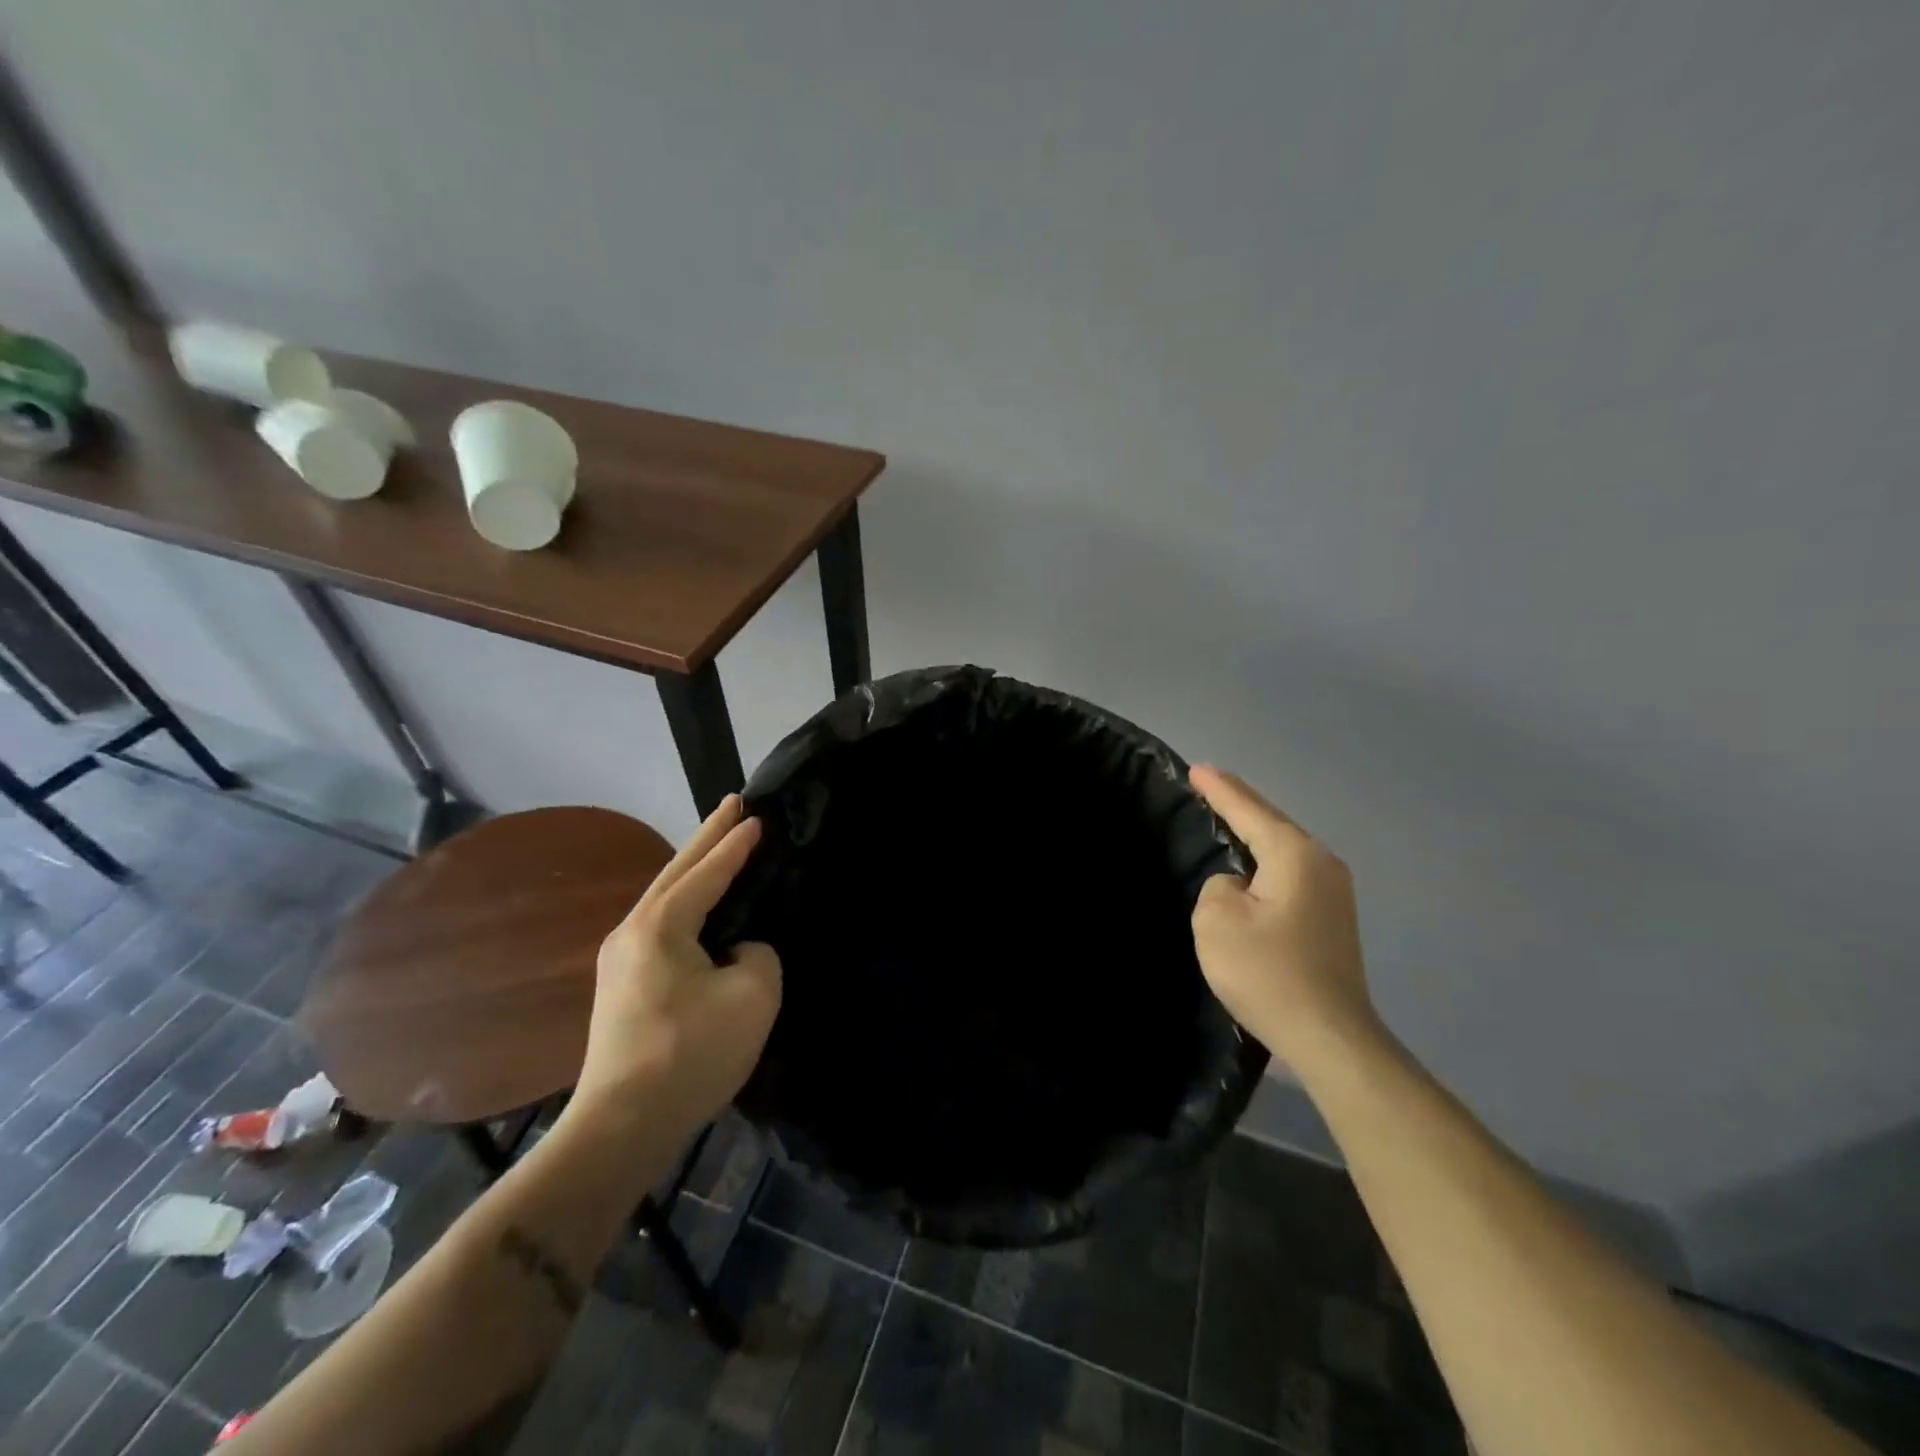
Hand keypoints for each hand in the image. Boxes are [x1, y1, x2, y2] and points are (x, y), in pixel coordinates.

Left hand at [570, 796, 780, 1134]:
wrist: (621, 1126)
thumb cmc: (691, 1054)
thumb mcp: (752, 996)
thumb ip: (757, 954)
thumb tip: (738, 952)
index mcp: (661, 926)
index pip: (707, 873)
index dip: (735, 845)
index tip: (758, 815)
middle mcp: (631, 932)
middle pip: (676, 873)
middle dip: (707, 837)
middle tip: (733, 804)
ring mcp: (620, 960)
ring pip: (665, 897)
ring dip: (694, 869)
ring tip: (718, 845)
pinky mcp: (622, 986)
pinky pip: (661, 925)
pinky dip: (686, 901)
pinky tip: (698, 905)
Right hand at [1190, 766, 1380, 1074]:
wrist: (1330, 1037)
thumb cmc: (1268, 972)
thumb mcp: (1217, 919)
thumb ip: (1219, 885)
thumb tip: (1240, 887)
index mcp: (1295, 855)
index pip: (1249, 809)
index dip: (1219, 789)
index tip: (1196, 768)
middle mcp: (1322, 864)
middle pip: (1272, 823)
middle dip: (1239, 804)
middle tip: (1207, 786)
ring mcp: (1335, 894)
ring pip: (1284, 850)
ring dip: (1254, 835)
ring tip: (1225, 819)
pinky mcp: (1333, 921)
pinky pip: (1290, 875)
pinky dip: (1266, 864)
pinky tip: (1250, 869)